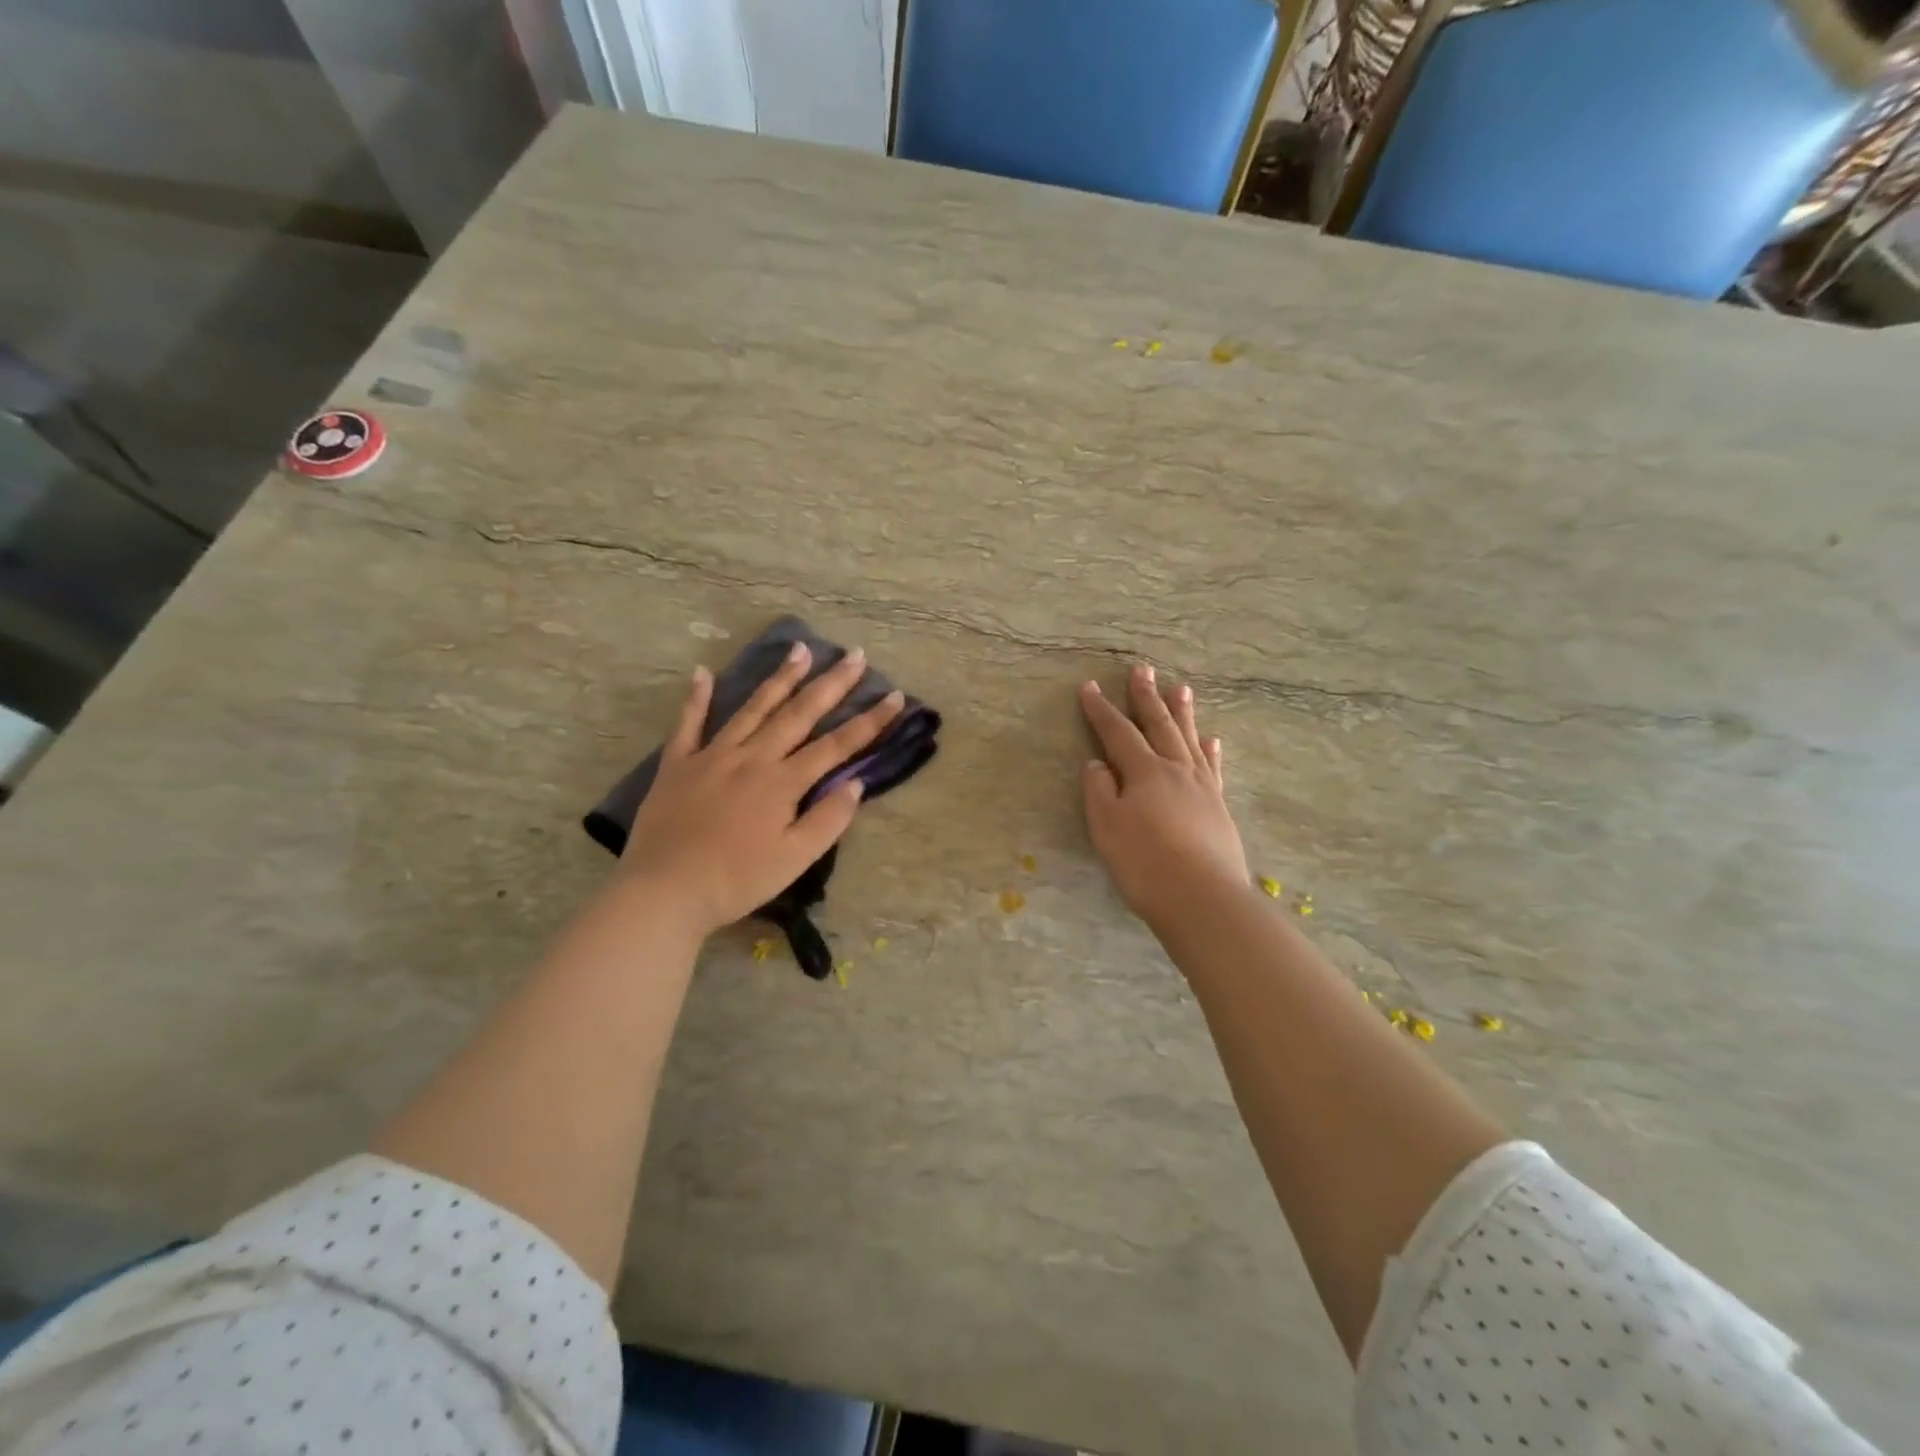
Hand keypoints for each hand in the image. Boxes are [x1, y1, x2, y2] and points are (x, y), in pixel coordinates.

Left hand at [619, 643, 903, 937]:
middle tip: (855, 655)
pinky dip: (696, 697)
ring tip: (800, 649)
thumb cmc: (737, 880)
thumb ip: (828, 819)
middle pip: (798, 714)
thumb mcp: (794, 859)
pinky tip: (703, 672)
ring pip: (752, 708)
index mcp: (782, 782)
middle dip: (831, 684)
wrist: (664, 891)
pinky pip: (688, 724)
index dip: (869, 721)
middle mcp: (752, 757)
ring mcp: (712, 755)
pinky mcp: (678, 764)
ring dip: (780, 678)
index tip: (896, 696)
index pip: (836, 745)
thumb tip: (856, 783)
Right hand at [1080, 664, 1249, 934]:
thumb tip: (1098, 764)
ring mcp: (1202, 787)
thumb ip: (1099, 791)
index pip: (1117, 733)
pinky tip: (1211, 740)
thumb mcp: (1106, 827)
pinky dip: (1209, 751)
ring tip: (1181, 688)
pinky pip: (1213, 769)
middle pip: (1159, 725)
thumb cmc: (1144, 863)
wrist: (1202, 898)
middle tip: (1143, 670)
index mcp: (1144, 772)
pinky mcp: (1218, 808)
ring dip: (1182, 713)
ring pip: (1189, 740)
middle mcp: (1175, 770)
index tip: (1090, 687)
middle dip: (1146, 698)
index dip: (1101, 710)